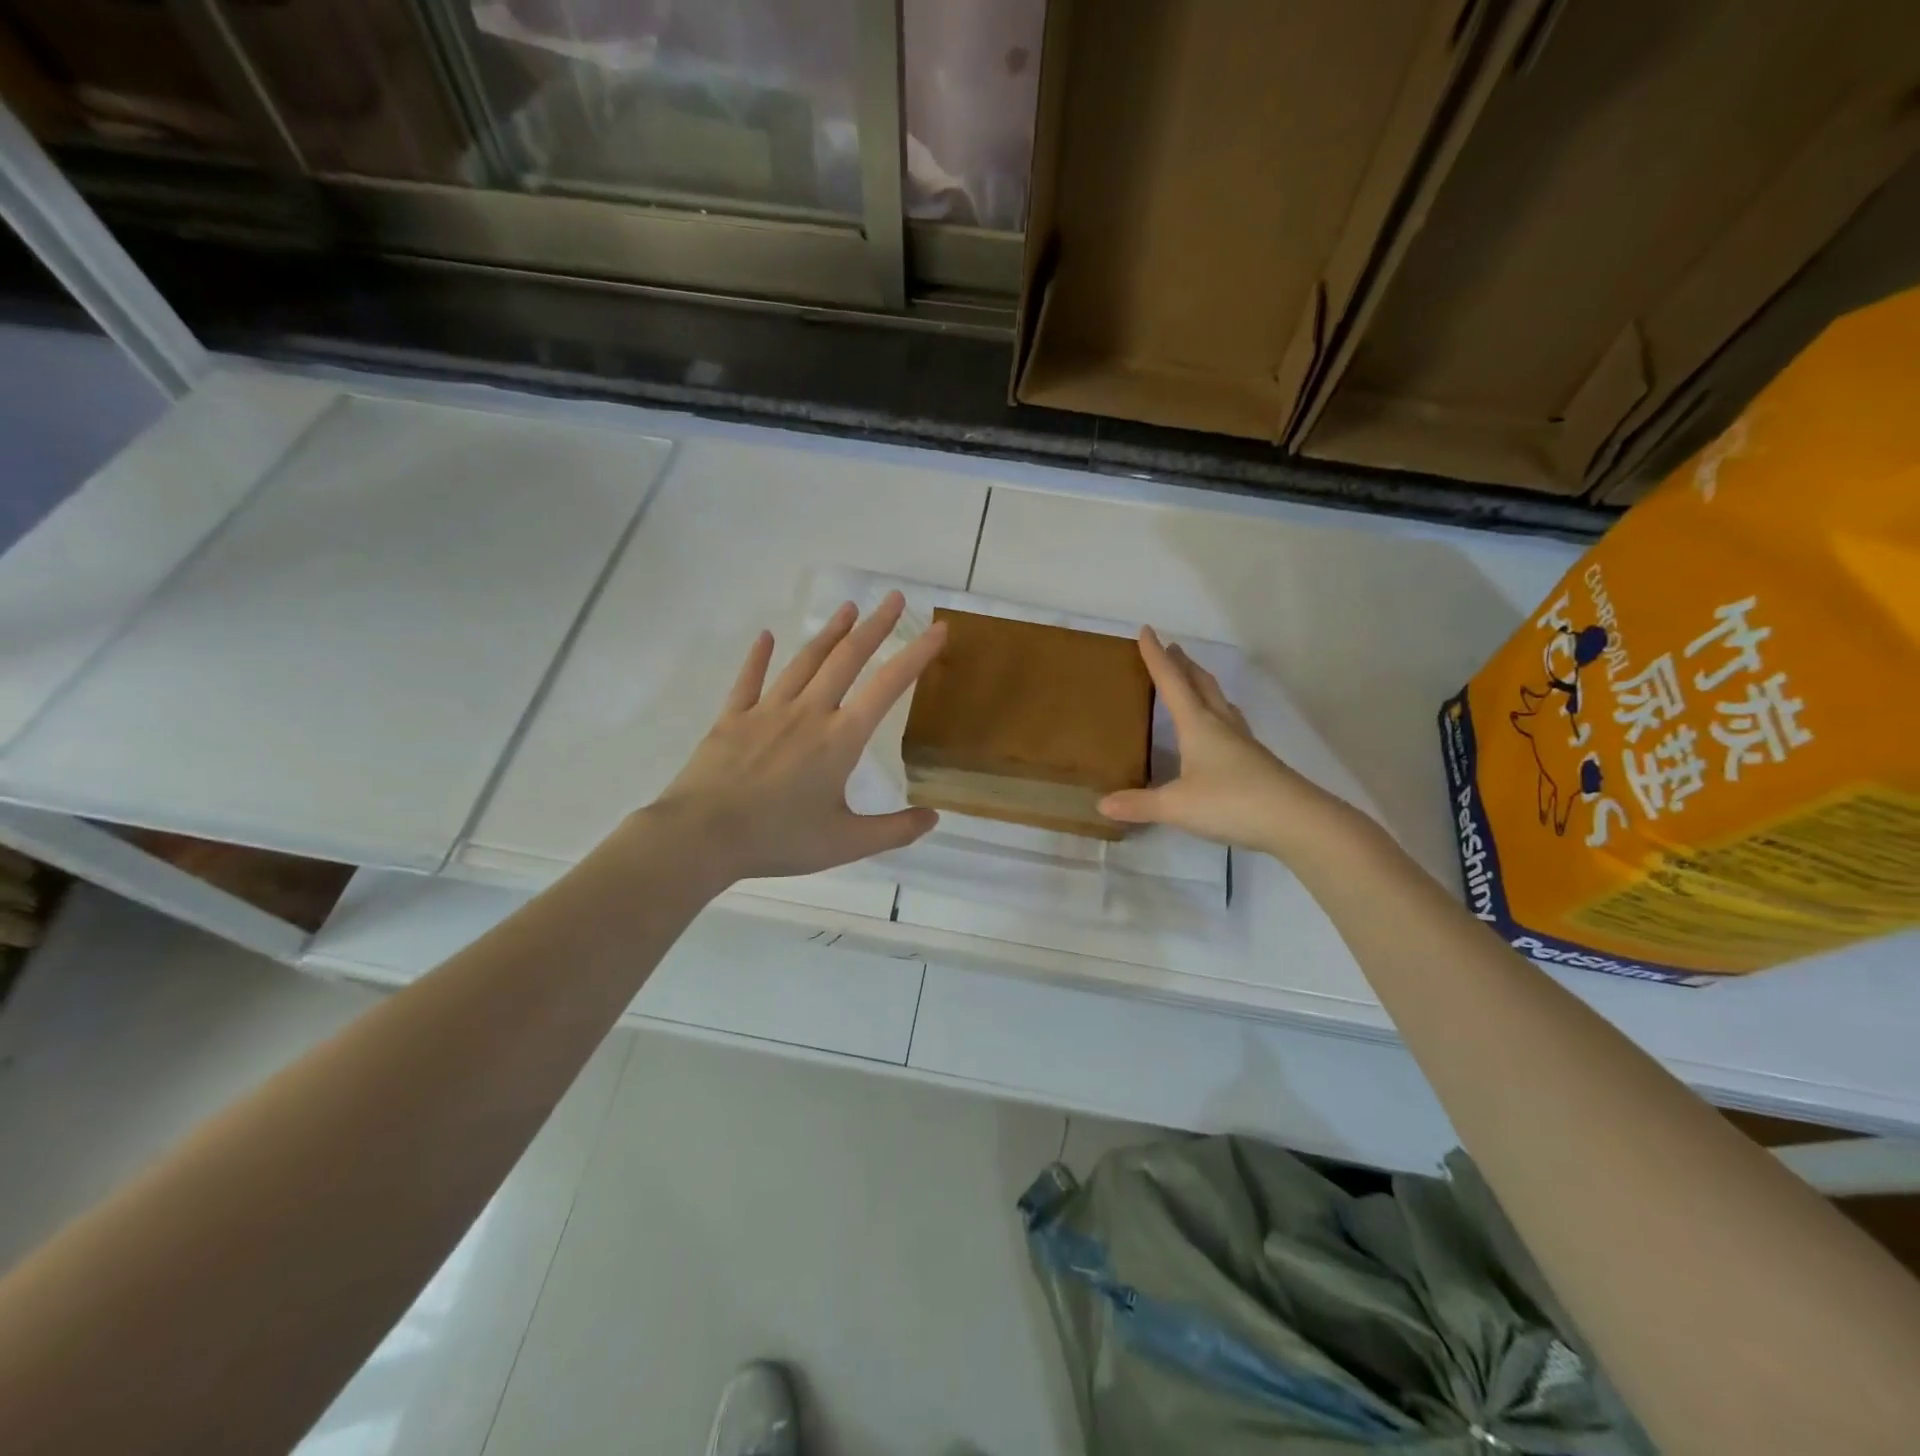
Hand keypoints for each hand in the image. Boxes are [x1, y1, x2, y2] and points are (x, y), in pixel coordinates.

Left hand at [645, 591, 944, 883]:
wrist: (702, 836)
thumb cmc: (778, 839)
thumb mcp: (846, 843)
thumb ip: (894, 830)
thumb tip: (934, 817)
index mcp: (840, 739)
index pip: (887, 686)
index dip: (916, 655)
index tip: (937, 629)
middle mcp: (808, 712)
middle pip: (847, 658)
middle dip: (875, 626)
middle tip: (895, 598)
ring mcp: (767, 710)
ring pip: (805, 661)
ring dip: (830, 632)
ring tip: (849, 608)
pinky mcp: (732, 718)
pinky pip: (749, 680)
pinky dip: (758, 657)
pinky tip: (765, 637)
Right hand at [1099, 627, 1350, 858]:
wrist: (1296, 820)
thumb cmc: (1231, 802)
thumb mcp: (1176, 806)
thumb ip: (1139, 804)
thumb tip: (1103, 804)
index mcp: (1198, 725)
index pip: (1172, 683)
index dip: (1157, 657)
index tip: (1147, 631)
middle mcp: (1221, 725)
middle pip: (1201, 685)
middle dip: (1184, 665)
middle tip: (1172, 648)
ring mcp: (1243, 742)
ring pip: (1220, 702)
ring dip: (1203, 685)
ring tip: (1193, 680)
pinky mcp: (1256, 761)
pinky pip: (1231, 724)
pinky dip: (1218, 714)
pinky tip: (1219, 729)